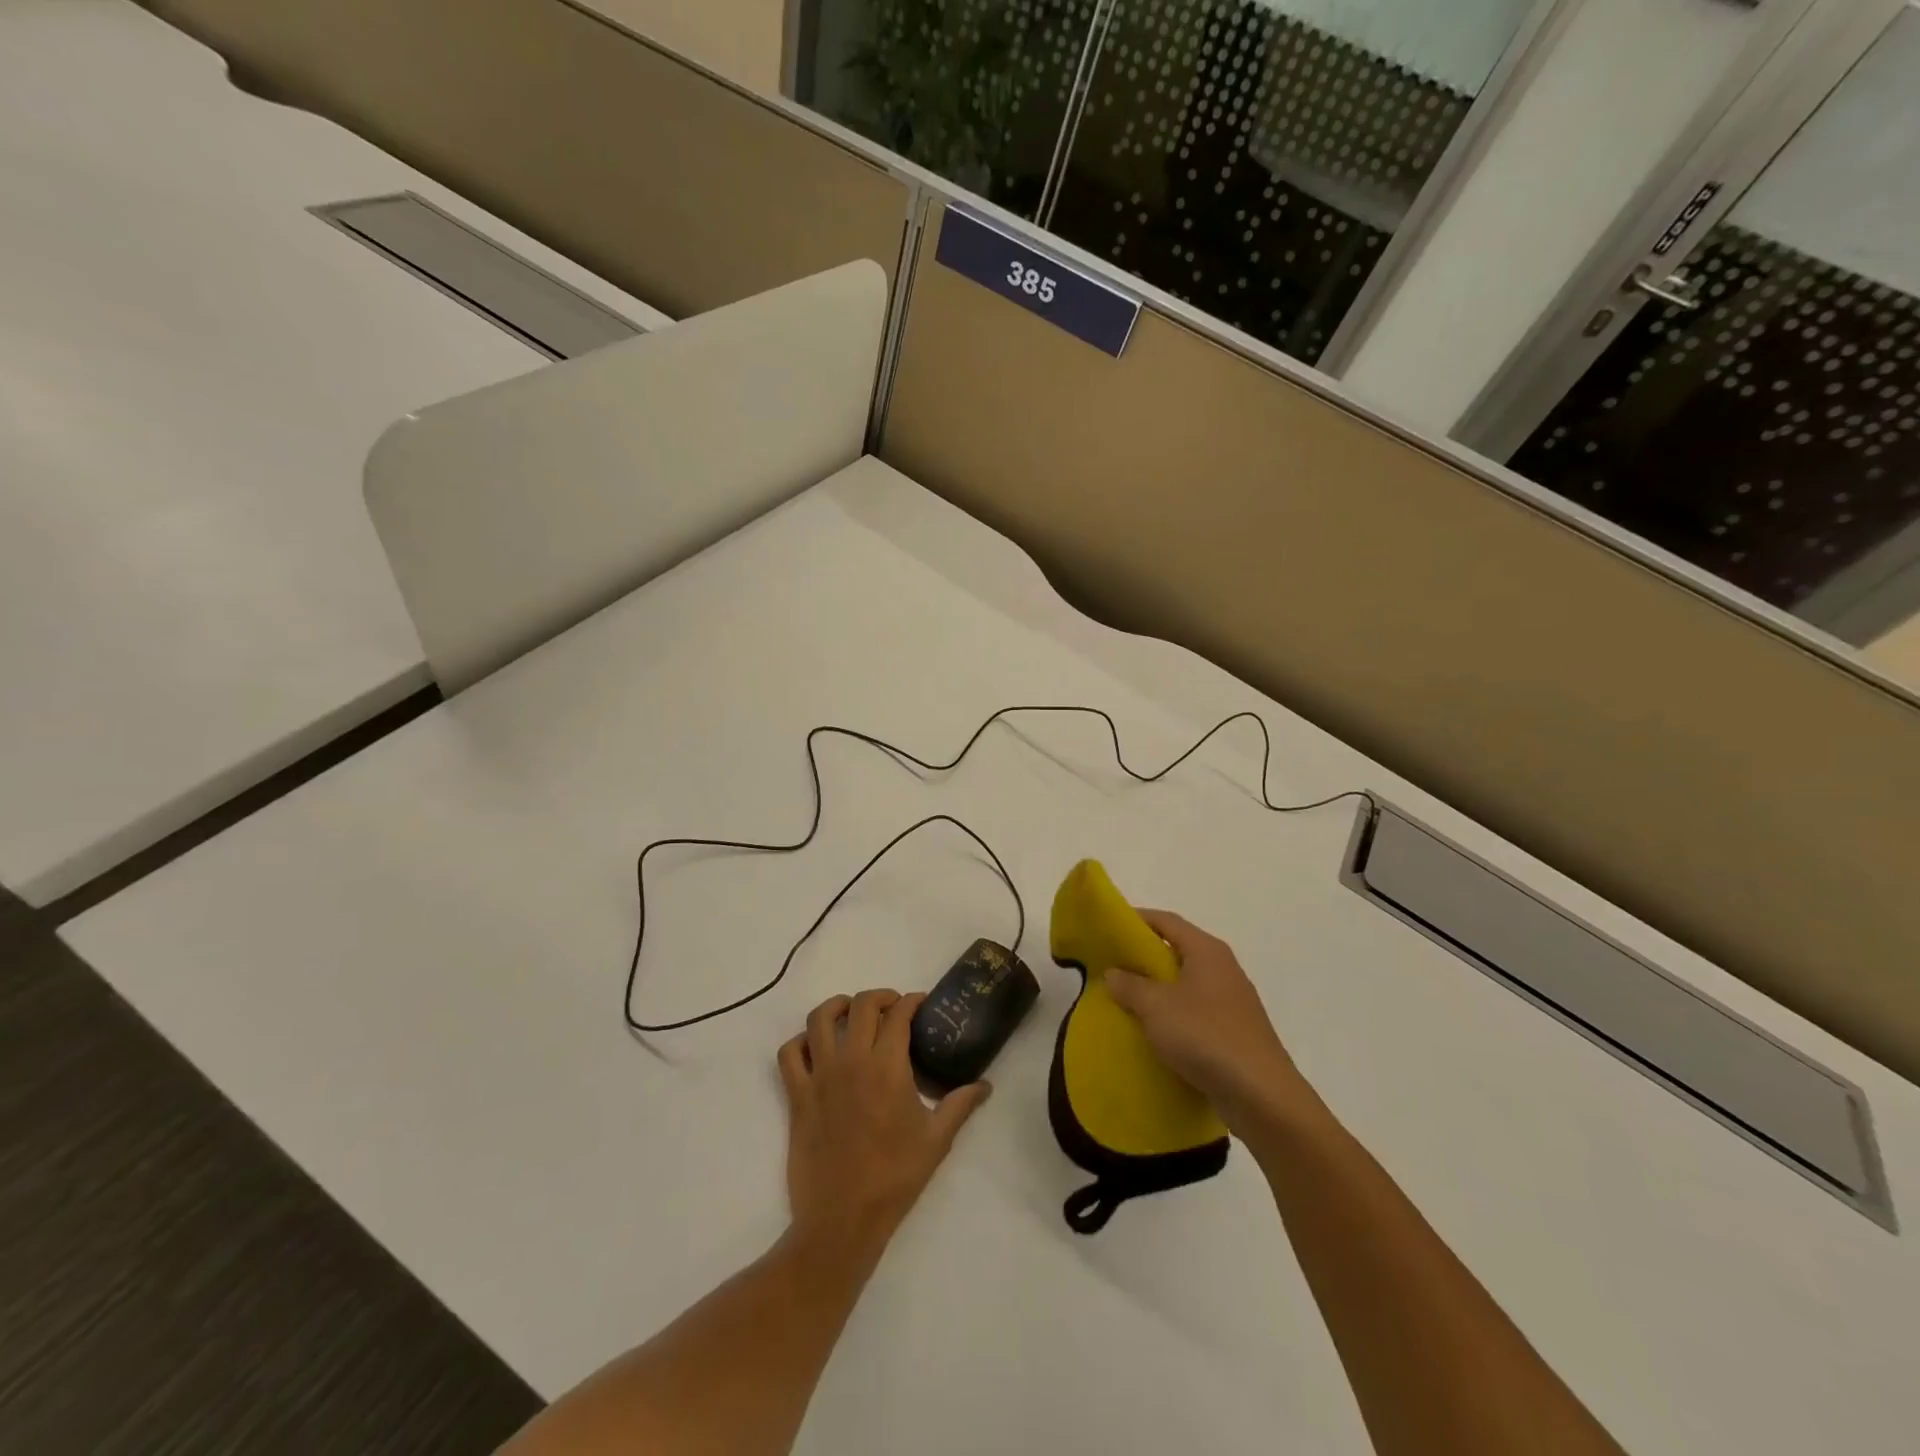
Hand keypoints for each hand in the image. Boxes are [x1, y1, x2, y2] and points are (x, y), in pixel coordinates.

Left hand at [777, 990, 990, 1253]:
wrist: (843, 1219)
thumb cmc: (895, 1178)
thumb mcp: (937, 1140)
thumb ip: (960, 1105)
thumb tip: (985, 1085)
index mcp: (888, 1067)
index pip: (898, 1014)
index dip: (911, 1001)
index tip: (921, 1004)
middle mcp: (852, 1061)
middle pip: (861, 1005)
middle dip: (880, 997)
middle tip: (893, 1008)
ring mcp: (820, 1077)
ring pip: (819, 1019)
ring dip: (837, 1007)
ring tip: (850, 1013)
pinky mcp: (797, 1096)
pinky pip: (789, 1054)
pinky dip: (800, 1042)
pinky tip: (815, 1048)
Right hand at [1104, 910, 1313, 1127]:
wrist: (1261, 1095)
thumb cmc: (1205, 1036)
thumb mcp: (1156, 1007)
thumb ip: (1130, 985)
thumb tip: (1114, 972)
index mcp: (1207, 951)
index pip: (1167, 921)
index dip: (1137, 919)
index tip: (1109, 927)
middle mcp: (1223, 969)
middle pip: (1178, 951)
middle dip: (1145, 957)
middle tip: (1112, 965)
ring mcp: (1232, 1002)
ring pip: (1187, 984)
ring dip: (1158, 989)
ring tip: (1127, 1000)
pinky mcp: (1235, 1032)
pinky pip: (1196, 1012)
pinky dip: (1174, 1015)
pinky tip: (1155, 1032)